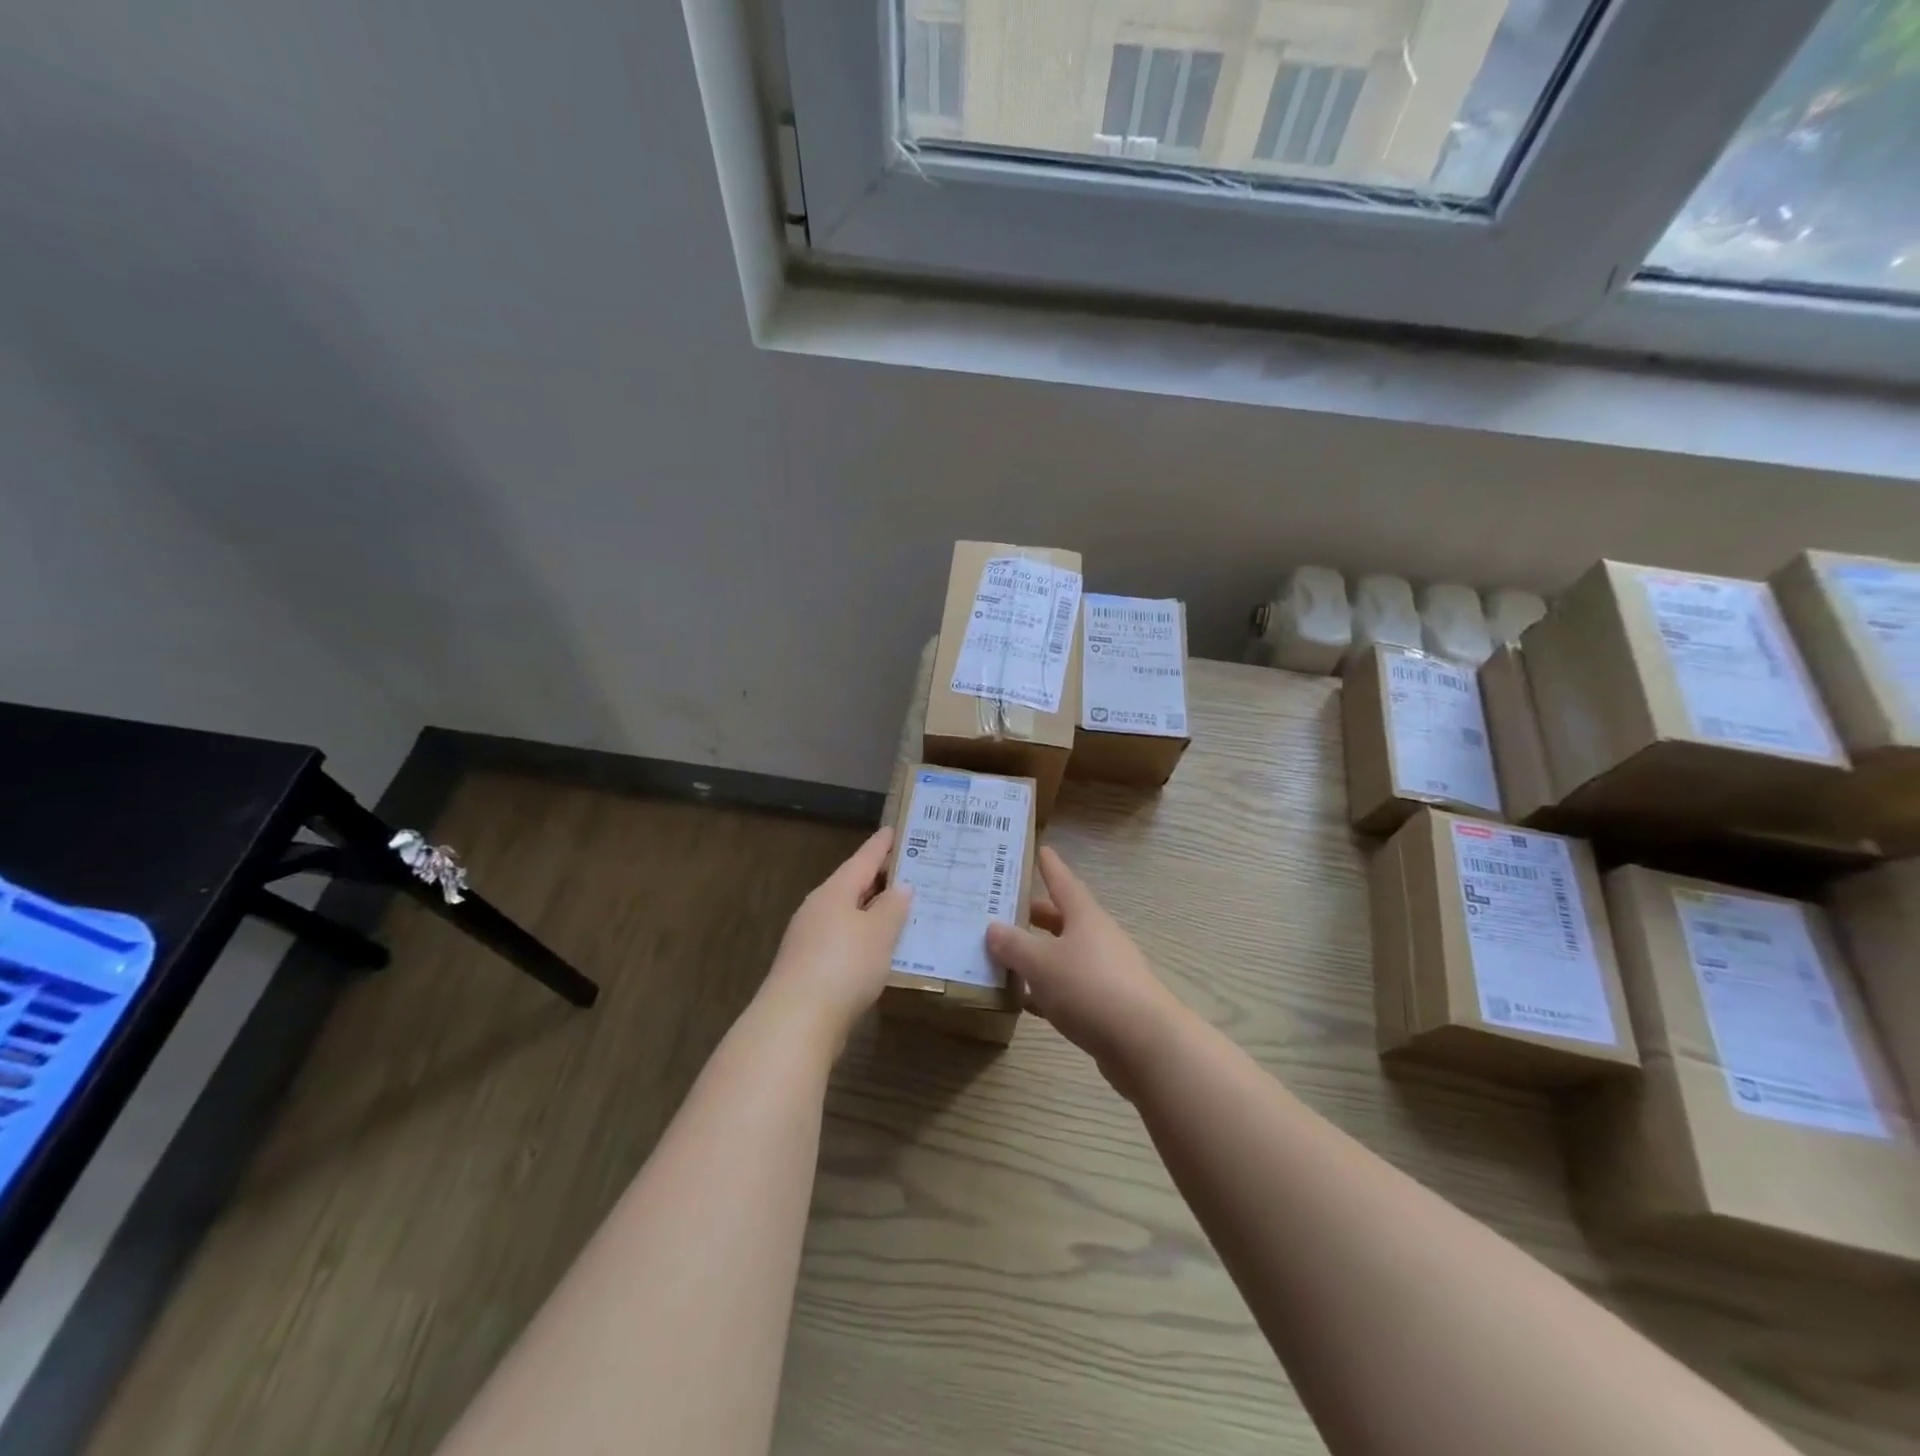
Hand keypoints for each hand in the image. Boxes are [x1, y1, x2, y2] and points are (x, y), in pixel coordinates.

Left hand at [761, 827, 911, 1053]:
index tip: (896, 829)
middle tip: (911, 871)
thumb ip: (893, 907)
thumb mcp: (879, 932)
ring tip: (903, 910)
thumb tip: (900, 887)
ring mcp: (810, 939)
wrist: (797, 1021)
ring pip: (849, 915)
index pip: (863, 859)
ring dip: (874, 911)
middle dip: (881, 879)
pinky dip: (865, 938)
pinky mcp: (810, 967)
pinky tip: (881, 950)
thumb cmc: (844, 965)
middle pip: (854, 886)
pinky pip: (844, 941)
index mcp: (835, 891)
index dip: (882, 845)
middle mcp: (819, 908)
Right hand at [986, 847, 1183, 1094]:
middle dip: (1036, 916)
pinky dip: (1048, 990)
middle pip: (1063, 919)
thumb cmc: (1089, 988)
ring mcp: (1106, 971)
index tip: (1041, 849)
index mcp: (1085, 917)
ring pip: (1065, 955)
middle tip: (1005, 911)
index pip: (1063, 882)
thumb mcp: (1041, 963)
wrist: (1144, 1043)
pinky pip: (1070, 988)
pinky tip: (1027, 1002)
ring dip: (1039, 955)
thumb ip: (1014, 946)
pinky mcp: (1108, 1004)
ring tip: (1006, 957)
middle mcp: (1098, 938)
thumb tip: (993, 928)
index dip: (1050, 867)